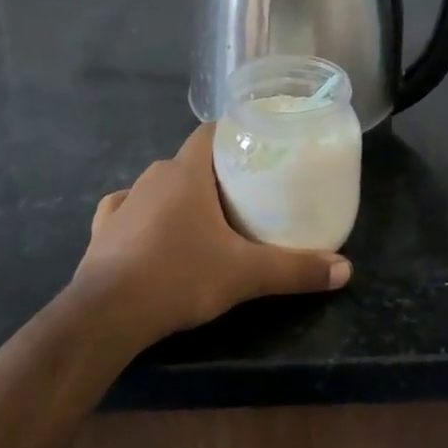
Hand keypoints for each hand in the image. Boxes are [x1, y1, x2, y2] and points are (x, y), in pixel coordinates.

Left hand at [67, 124, 350, 344]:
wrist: (106, 315)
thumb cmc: (179, 276)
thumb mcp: (246, 274)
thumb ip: (295, 269)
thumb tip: (345, 270)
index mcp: (186, 172)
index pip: (212, 132)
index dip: (235, 135)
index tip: (259, 149)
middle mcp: (153, 177)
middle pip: (190, 161)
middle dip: (215, 172)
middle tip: (245, 193)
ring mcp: (124, 202)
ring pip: (159, 185)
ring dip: (180, 195)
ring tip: (205, 217)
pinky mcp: (102, 231)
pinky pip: (125, 210)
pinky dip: (141, 215)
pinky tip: (151, 231)